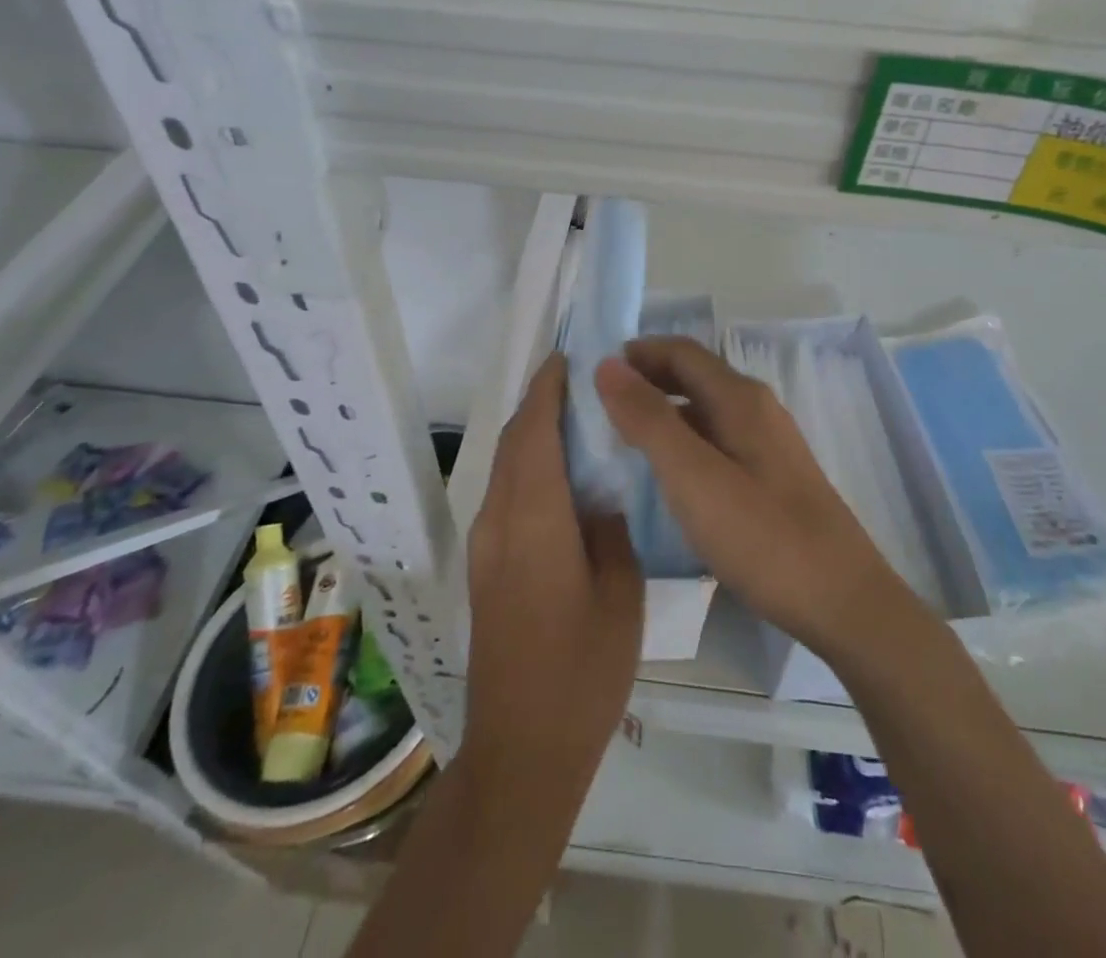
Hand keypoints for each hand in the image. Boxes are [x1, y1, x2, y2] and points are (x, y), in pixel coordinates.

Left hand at [463, 353, 642, 801]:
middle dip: (538, 405)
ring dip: (532, 436)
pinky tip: (562, 478)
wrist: (522, 748)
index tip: (567, 358)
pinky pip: (506, 496)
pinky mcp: (485, 568)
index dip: (546, 390)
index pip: (533, 434)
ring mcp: (485, 546)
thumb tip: (598, 494)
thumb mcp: (620, 594)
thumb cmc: (583, 671)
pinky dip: (528, 468)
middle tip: (579, 383)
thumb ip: (609, 530)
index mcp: (534, 521)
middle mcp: (498, 522)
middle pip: (513, 444)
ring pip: (506, 469)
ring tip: (576, 420)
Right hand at [595, 337, 914, 661]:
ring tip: (624, 436)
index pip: (680, 351)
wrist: (842, 601)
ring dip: (664, 409)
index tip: (593, 372)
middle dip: (648, 378)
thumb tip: (608, 365)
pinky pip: (719, 437)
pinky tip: (671, 471)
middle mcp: (757, 408)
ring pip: (706, 408)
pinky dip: (685, 438)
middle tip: (601, 404)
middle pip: (695, 375)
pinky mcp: (773, 475)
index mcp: (739, 398)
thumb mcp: (693, 477)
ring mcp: (769, 442)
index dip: (636, 353)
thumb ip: (648, 419)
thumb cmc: (762, 537)